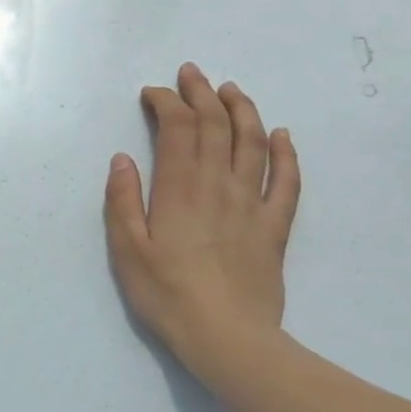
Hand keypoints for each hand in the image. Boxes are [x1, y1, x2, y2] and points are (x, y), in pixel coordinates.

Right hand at [104, 63, 301, 376]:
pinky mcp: (275, 227)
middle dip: (202, 94)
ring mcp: (252, 204)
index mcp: (179, 189)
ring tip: (232, 89)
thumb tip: (122, 158)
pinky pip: (287, 182)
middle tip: (191, 73)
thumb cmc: (168, 295)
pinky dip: (287, 154)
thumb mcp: (127, 251)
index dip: (166, 103)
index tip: (152, 93)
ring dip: (242, 110)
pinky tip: (282, 135)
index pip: (177, 129)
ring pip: (253, 144)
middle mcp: (218, 186)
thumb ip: (123, 200)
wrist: (228, 338)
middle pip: (215, 126)